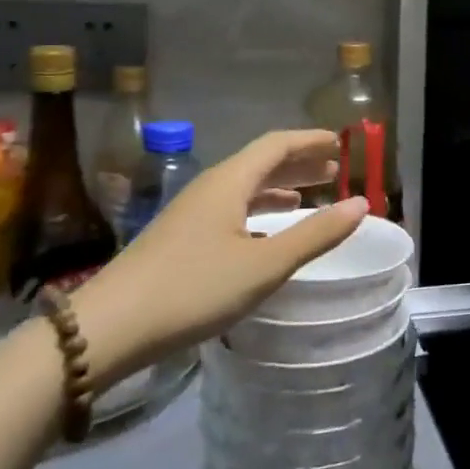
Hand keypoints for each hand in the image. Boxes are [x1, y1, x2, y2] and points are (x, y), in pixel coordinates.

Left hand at [73, 129, 365, 382]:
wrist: (108, 328)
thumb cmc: (193, 289)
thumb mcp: (265, 265)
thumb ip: (316, 234)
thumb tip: (361, 203)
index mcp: (230, 182)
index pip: (277, 144)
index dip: (310, 140)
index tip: (340, 141)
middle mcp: (210, 188)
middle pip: (261, 162)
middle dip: (299, 162)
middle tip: (333, 168)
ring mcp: (191, 213)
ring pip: (244, 187)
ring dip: (279, 186)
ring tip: (308, 194)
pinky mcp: (180, 238)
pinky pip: (230, 209)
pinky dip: (258, 210)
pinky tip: (267, 232)